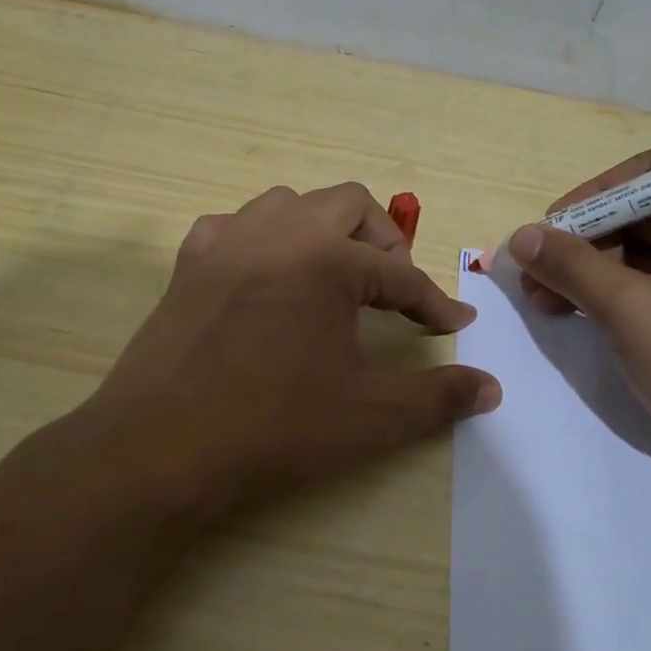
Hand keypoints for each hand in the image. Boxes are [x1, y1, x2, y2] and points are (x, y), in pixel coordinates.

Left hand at [91, 182, 500, 509]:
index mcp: (326, 259)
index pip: (399, 274)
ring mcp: (226, 240)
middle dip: (383, 242)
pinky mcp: (188, 262)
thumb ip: (437, 396)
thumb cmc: (273, 426)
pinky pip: (239, 227)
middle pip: (349, 206)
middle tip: (394, 290)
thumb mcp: (369, 416)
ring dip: (325, 231)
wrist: (161, 446)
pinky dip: (268, 242)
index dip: (432, 302)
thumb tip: (490, 388)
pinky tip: (269, 281)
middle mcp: (277, 231)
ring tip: (336, 278)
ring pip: (291, 203)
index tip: (453, 324)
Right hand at [508, 152, 650, 495]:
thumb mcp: (633, 312)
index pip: (649, 175)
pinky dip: (614, 299)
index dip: (590, 198)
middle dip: (583, 243)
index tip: (545, 231)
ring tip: (542, 301)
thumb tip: (521, 236)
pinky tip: (576, 316)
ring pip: (644, 256)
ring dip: (591, 274)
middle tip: (532, 275)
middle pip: (642, 216)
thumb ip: (573, 267)